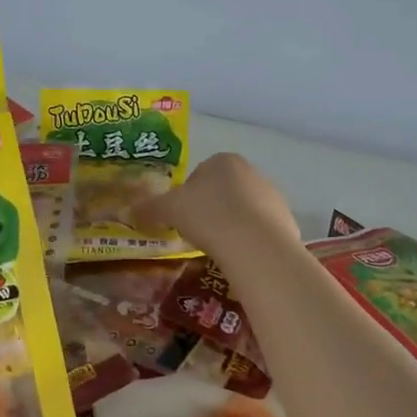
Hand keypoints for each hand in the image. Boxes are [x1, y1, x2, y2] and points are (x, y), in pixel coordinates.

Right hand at [130, 152, 298, 260]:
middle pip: (222, 191)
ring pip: (242, 211)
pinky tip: (238, 256)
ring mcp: (273, 197)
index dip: (186, 196)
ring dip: (229, 225)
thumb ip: (150, 208)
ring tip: (217, 248)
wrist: (255, 245)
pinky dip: (247, 241)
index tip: (181, 217)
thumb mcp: (169, 210)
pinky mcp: (286, 221)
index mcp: (223, 161)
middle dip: (209, 210)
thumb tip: (130, 211)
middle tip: (196, 233)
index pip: (199, 174)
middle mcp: (252, 172)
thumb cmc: (208, 216)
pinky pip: (259, 230)